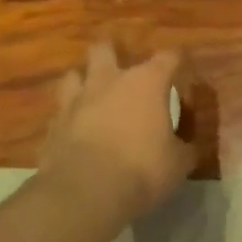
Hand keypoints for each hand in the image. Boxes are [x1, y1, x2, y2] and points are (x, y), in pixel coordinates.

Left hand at [37, 42, 194, 225]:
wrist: (86, 192)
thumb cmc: (143, 169)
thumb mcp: (180, 162)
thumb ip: (185, 146)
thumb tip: (188, 145)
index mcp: (146, 84)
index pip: (168, 58)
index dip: (177, 62)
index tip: (183, 71)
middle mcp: (109, 82)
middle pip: (105, 49)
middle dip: (113, 54)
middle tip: (123, 70)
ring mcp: (75, 101)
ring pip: (74, 74)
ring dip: (85, 81)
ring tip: (94, 96)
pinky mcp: (53, 125)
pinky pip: (61, 111)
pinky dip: (70, 116)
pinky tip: (76, 130)